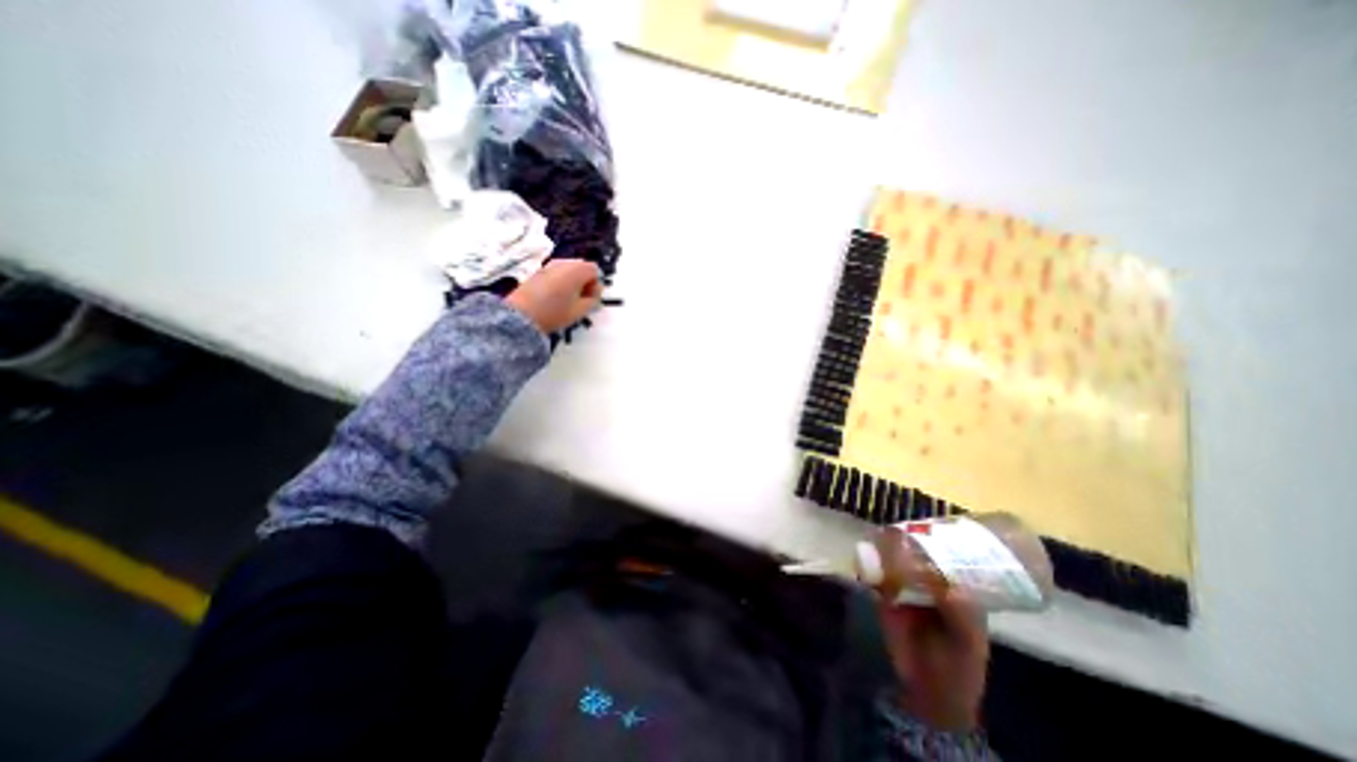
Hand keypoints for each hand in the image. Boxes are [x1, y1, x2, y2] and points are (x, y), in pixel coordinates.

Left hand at [505, 259, 600, 331]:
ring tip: (568, 299)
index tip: (591, 299)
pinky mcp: (539, 271)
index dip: (596, 285)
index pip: (595, 269)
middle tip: (581, 299)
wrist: (522, 315)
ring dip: (573, 281)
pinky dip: (561, 281)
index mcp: (576, 270)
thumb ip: (593, 299)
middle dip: (585, 281)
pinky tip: (556, 297)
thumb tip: (594, 293)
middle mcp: (563, 262)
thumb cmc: (555, 313)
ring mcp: (549, 265)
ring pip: (569, 269)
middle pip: (582, 267)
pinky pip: (557, 272)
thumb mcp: (580, 310)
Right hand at [875, 533, 993, 728]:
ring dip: (884, 547)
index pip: (945, 556)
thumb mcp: (969, 644)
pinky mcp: (883, 596)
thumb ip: (962, 619)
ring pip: (891, 559)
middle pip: (914, 552)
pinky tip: (865, 553)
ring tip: (880, 535)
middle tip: (898, 526)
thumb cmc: (959, 668)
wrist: (930, 693)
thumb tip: (950, 589)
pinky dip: (869, 563)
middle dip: (905, 538)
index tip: (928, 525)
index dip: (937, 538)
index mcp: (953, 587)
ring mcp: (903, 588)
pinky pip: (874, 575)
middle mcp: (926, 582)